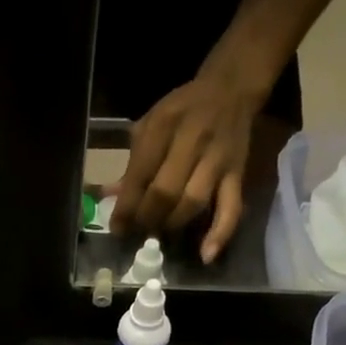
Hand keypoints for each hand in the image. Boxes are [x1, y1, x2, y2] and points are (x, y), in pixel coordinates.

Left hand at [109, 68, 263, 262]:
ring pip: (193, 202)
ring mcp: (217, 159)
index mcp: (164, 125)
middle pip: (165, 192)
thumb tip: (108, 197)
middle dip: (147, 219)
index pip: (141, 174)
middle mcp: (193, 141)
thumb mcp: (150, 124)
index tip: (117, 228)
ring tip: (160, 236)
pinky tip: (206, 255)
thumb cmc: (182, 111)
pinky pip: (231, 208)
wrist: (230, 89)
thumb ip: (132, 162)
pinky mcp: (237, 174)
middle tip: (138, 233)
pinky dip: (220, 234)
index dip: (126, 206)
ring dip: (172, 225)